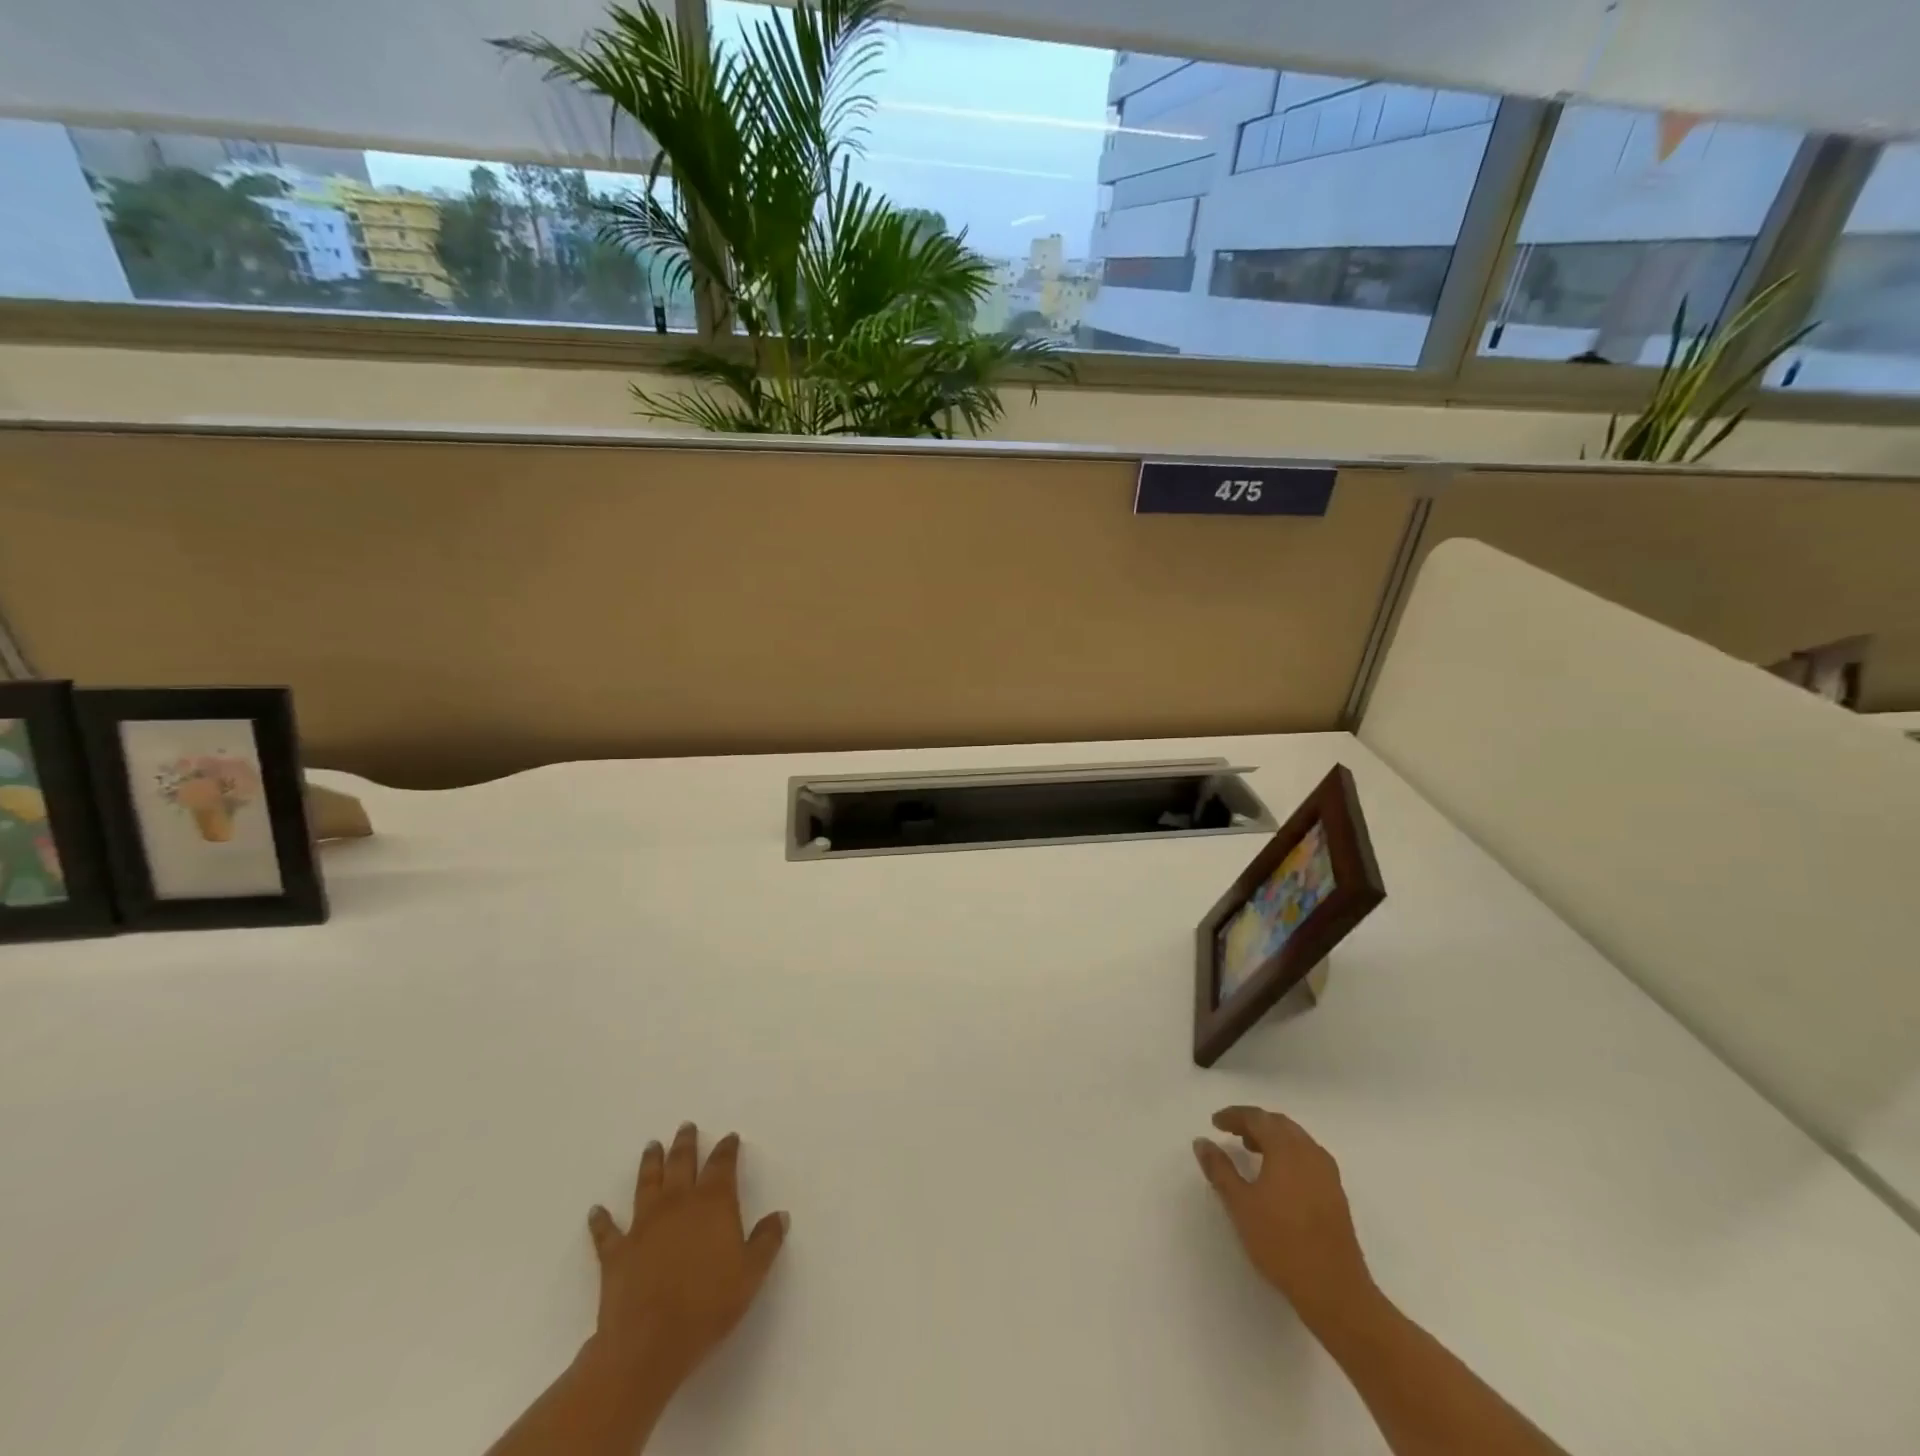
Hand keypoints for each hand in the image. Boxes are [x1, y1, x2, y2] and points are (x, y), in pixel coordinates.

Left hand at [585, 1122, 788, 1394]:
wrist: (648, 1344)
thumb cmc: (708, 1306)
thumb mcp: (751, 1275)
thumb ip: (767, 1241)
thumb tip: (779, 1215)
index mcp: (713, 1203)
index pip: (722, 1165)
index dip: (727, 1149)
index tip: (729, 1137)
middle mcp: (678, 1203)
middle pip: (682, 1163)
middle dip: (686, 1143)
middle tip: (686, 1126)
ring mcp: (643, 1225)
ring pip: (647, 1183)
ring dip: (651, 1163)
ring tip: (652, 1146)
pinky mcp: (616, 1252)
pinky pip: (606, 1231)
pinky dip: (601, 1220)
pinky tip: (596, 1210)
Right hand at [1193, 1106, 1375, 1328]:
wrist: (1335, 1290)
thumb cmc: (1281, 1243)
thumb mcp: (1240, 1205)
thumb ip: (1219, 1169)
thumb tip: (1202, 1142)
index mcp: (1286, 1149)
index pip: (1257, 1118)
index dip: (1234, 1116)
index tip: (1215, 1123)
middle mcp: (1310, 1152)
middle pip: (1279, 1124)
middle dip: (1254, 1123)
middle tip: (1232, 1133)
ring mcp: (1327, 1173)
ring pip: (1296, 1140)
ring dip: (1272, 1138)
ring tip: (1252, 1152)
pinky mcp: (1336, 1194)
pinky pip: (1308, 1158)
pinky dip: (1288, 1154)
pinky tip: (1278, 1177)